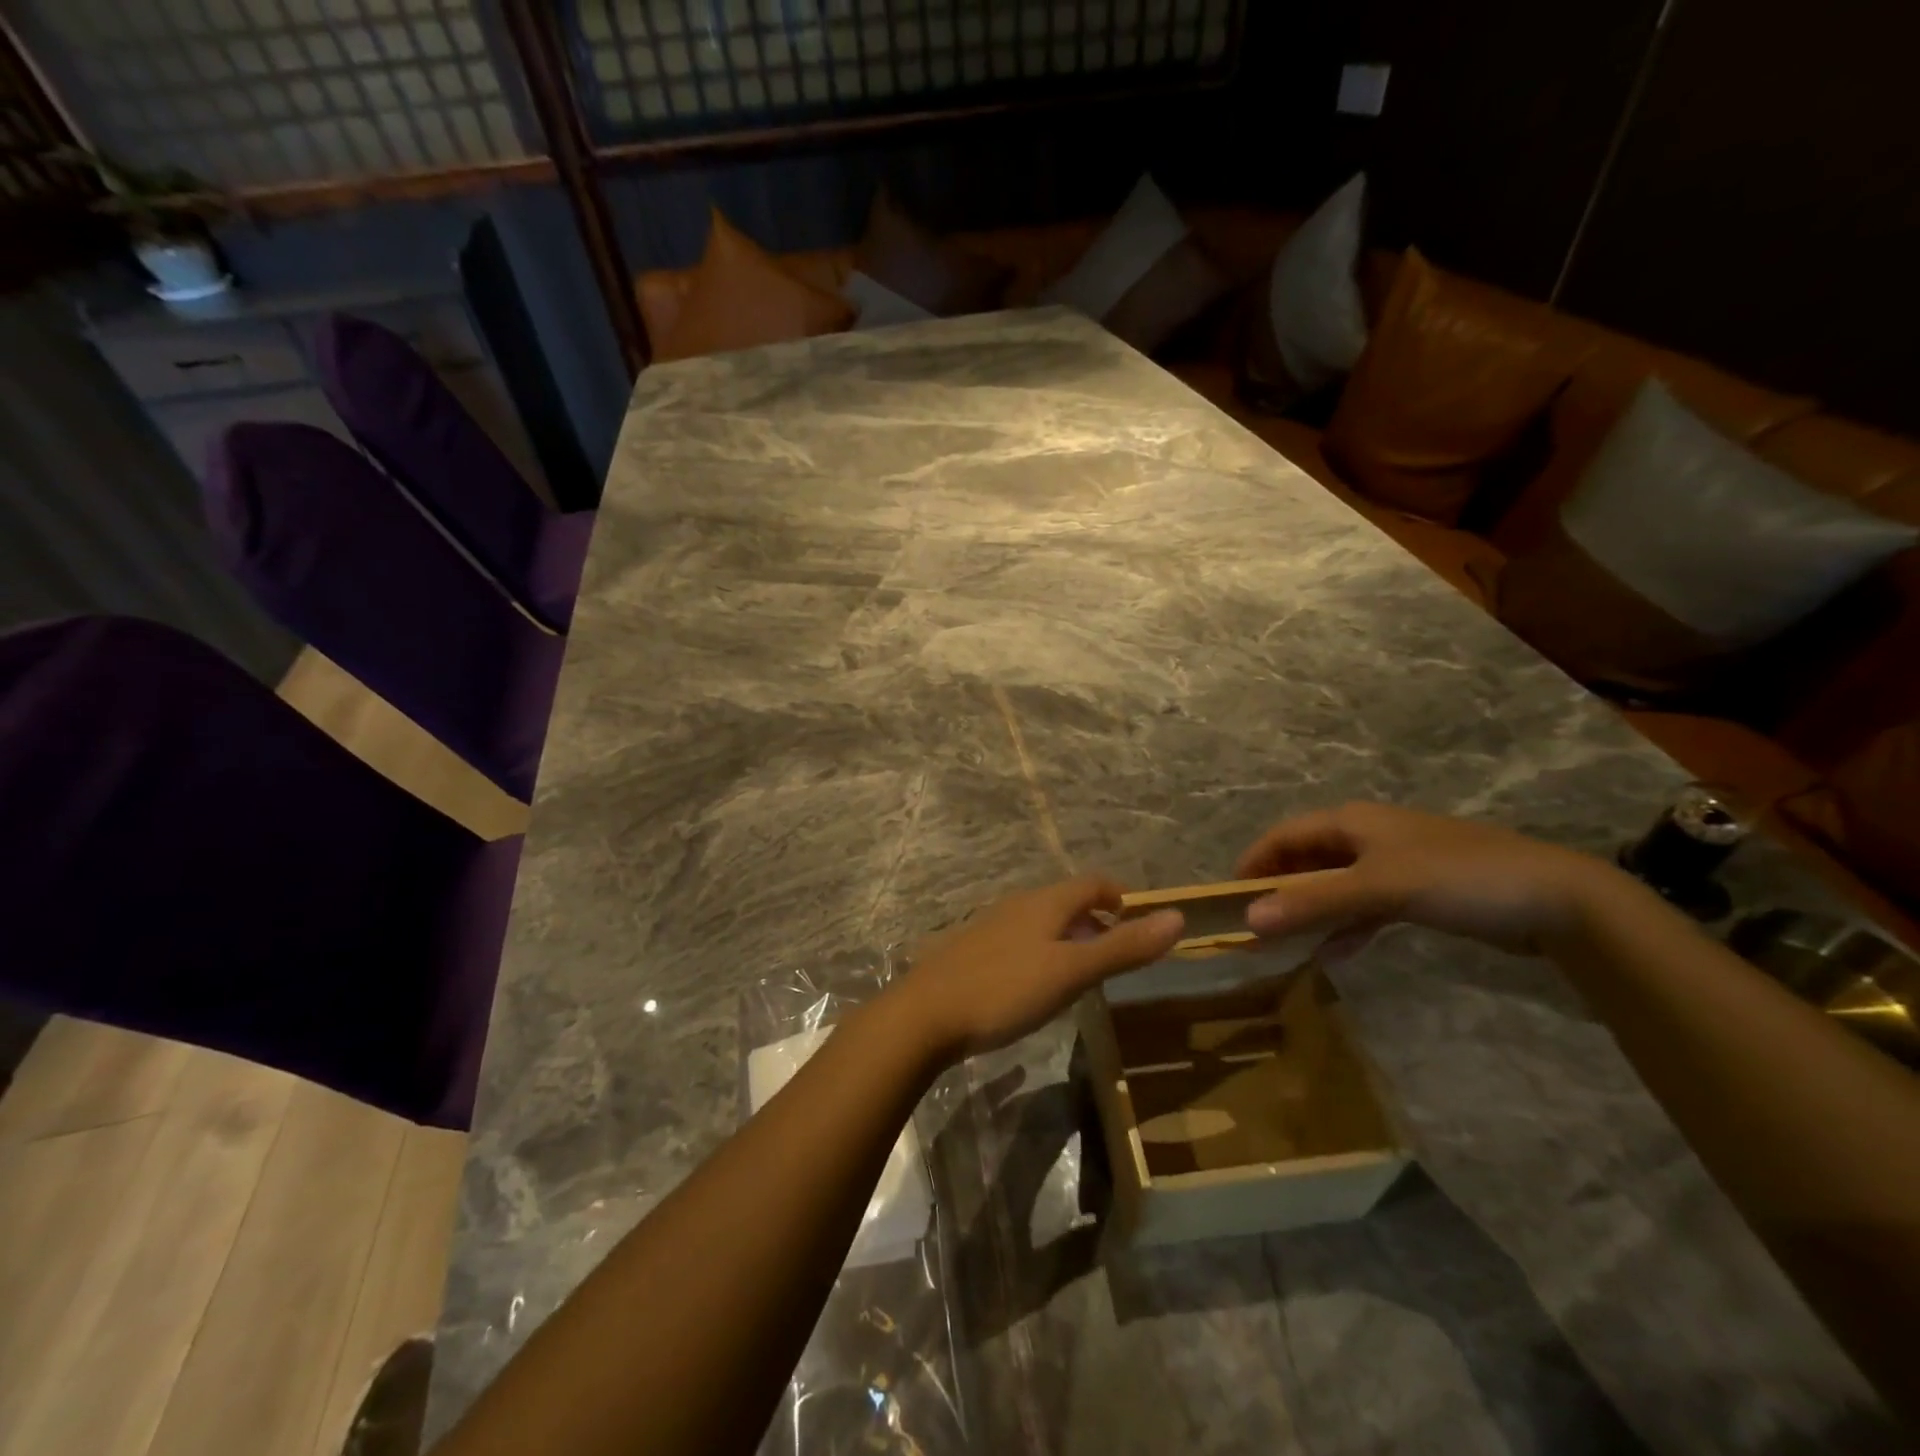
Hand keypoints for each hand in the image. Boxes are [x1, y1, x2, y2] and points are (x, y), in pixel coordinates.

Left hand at [890, 876, 1184, 1062]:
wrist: (924, 1014)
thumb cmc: (1005, 989)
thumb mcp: (1072, 972)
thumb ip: (1123, 947)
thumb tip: (1178, 917)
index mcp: (1045, 903)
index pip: (1092, 882)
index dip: (1117, 896)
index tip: (1134, 923)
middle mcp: (1017, 905)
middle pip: (1066, 901)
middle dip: (1094, 921)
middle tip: (1112, 956)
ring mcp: (990, 927)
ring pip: (1040, 922)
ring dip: (1066, 939)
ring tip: (1079, 975)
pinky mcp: (971, 951)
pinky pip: (1017, 942)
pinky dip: (1039, 954)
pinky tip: (1033, 988)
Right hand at [1235, 802, 1612, 955]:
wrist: (1558, 899)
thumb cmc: (1458, 878)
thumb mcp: (1380, 888)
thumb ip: (1314, 902)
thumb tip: (1247, 919)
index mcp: (1352, 822)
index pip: (1283, 836)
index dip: (1253, 863)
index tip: (1226, 898)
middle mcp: (1367, 837)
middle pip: (1306, 860)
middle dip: (1278, 891)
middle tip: (1253, 927)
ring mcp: (1394, 865)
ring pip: (1334, 885)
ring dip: (1308, 912)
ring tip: (1283, 944)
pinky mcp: (1418, 892)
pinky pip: (1364, 906)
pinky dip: (1345, 926)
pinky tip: (1333, 954)